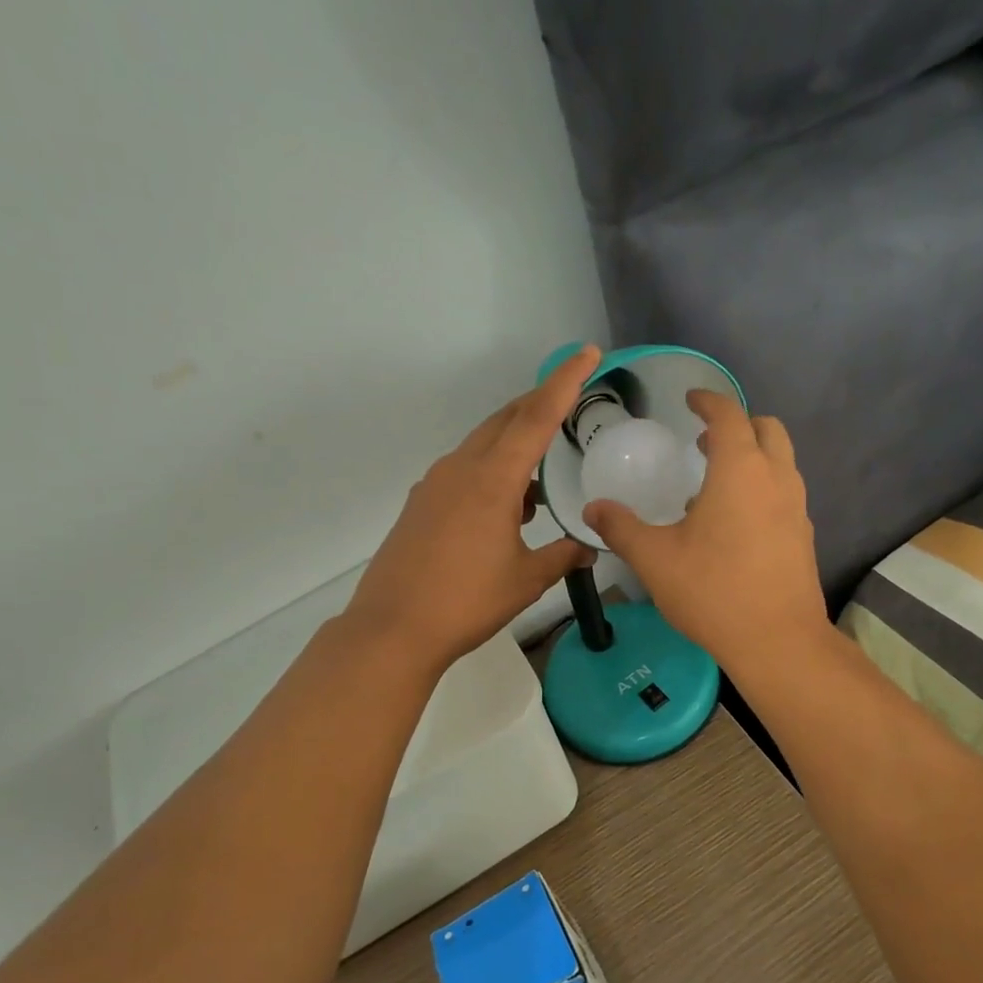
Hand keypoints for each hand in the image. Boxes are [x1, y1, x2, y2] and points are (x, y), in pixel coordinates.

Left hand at [345, 345, 600, 675]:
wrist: (393, 628)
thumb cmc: (466, 602)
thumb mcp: (526, 580)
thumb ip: (562, 556)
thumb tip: (589, 548)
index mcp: (492, 479)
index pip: (536, 417)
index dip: (565, 382)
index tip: (587, 354)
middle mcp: (460, 468)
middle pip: (505, 420)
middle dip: (539, 404)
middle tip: (570, 404)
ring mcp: (434, 484)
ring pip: (482, 445)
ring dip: (514, 445)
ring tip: (541, 480)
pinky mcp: (420, 503)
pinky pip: (463, 470)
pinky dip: (491, 472)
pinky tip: (506, 508)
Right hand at [583, 392, 827, 680]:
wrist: (778, 641)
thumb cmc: (713, 591)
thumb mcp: (654, 559)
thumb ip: (621, 528)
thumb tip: (593, 508)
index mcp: (740, 471)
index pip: (729, 415)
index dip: (708, 401)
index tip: (691, 399)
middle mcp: (776, 479)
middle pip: (767, 429)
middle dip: (737, 424)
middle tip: (703, 441)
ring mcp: (796, 507)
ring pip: (780, 461)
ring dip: (751, 456)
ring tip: (712, 484)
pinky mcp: (803, 535)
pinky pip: (784, 492)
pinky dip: (762, 487)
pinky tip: (733, 524)